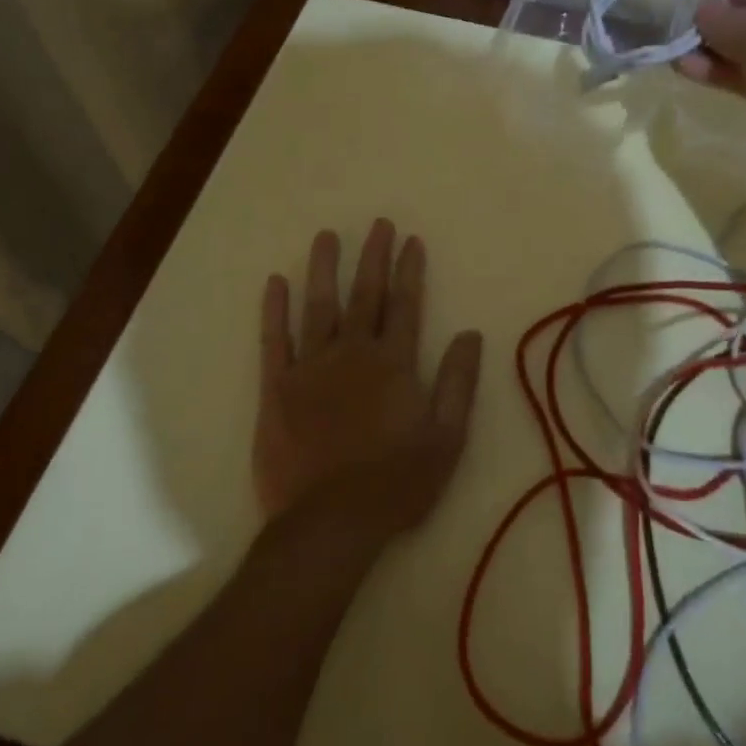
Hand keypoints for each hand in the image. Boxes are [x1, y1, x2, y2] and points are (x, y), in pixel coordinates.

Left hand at [253, 220, 483, 541]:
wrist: (330, 521)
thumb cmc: (397, 483)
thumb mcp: (447, 438)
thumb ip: (459, 383)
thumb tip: (471, 335)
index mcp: (394, 364)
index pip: (405, 305)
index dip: (409, 270)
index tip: (410, 240)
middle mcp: (352, 353)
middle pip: (365, 295)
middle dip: (373, 257)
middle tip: (377, 224)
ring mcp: (311, 367)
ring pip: (318, 306)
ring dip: (324, 269)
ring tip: (326, 237)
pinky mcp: (277, 387)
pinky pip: (274, 339)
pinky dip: (274, 310)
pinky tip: (275, 282)